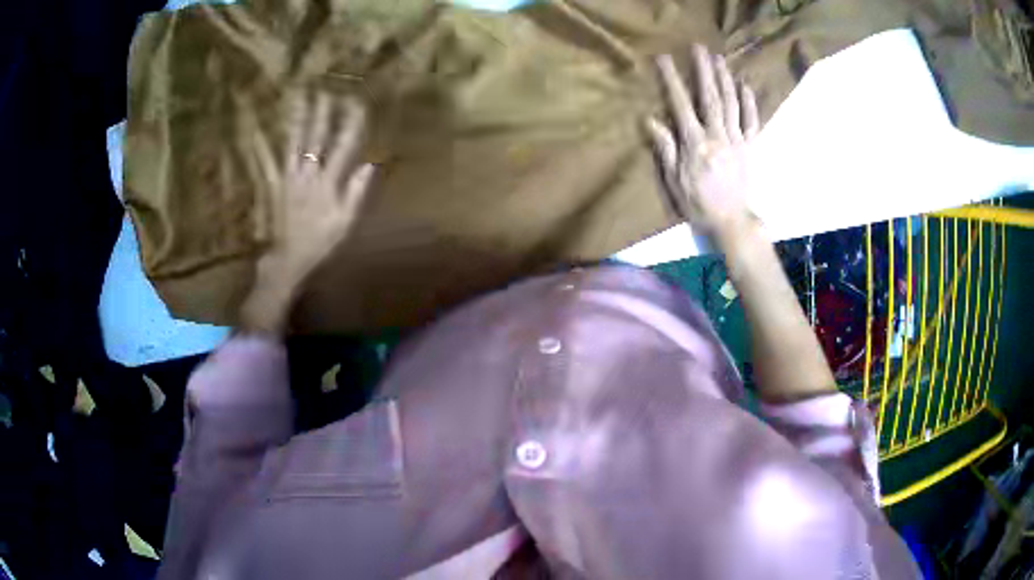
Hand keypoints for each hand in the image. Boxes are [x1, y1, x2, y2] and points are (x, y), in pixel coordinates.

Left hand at [239, 92, 373, 333]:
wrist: (289, 260)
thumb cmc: (321, 243)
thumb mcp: (346, 222)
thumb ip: (356, 192)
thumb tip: (370, 164)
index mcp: (328, 182)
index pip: (343, 146)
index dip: (351, 123)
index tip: (357, 102)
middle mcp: (308, 173)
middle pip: (316, 137)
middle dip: (322, 112)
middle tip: (325, 89)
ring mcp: (288, 177)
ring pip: (293, 141)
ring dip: (297, 118)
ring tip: (299, 96)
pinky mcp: (274, 185)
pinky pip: (267, 162)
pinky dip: (261, 146)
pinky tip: (256, 130)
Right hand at [647, 45, 759, 244]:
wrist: (731, 221)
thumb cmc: (698, 203)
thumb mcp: (674, 180)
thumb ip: (665, 149)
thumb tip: (651, 120)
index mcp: (695, 144)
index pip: (681, 105)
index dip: (672, 81)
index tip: (665, 59)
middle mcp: (717, 136)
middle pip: (710, 97)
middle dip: (704, 71)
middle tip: (699, 48)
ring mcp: (737, 140)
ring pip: (731, 104)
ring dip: (725, 79)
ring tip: (719, 59)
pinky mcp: (750, 147)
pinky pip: (752, 121)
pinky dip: (750, 103)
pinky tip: (745, 86)